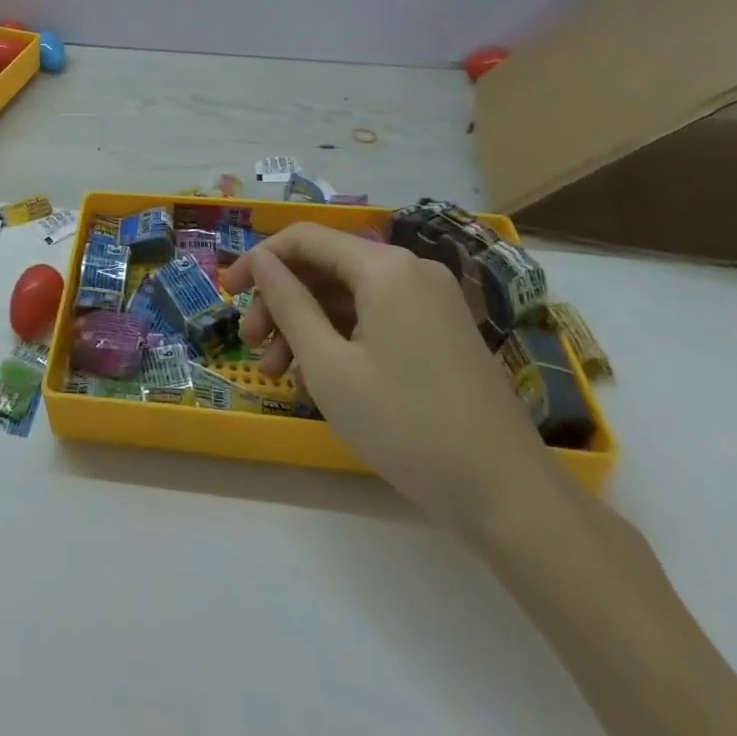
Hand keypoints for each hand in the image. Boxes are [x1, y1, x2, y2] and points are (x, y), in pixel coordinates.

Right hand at [223, 223, 557, 532]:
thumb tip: (261, 261)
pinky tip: (319, 378)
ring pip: (349, 296)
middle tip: (252, 345)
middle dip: (282, 301)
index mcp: (384, 267)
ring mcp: (431, 300)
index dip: (258, 260)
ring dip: (307, 324)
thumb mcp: (329, 365)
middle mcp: (410, 270)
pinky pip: (376, 317)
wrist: (509, 497)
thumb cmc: (406, 425)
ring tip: (279, 372)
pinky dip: (341, 337)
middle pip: (326, 267)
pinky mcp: (441, 331)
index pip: (304, 238)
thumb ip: (288, 303)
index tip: (227, 293)